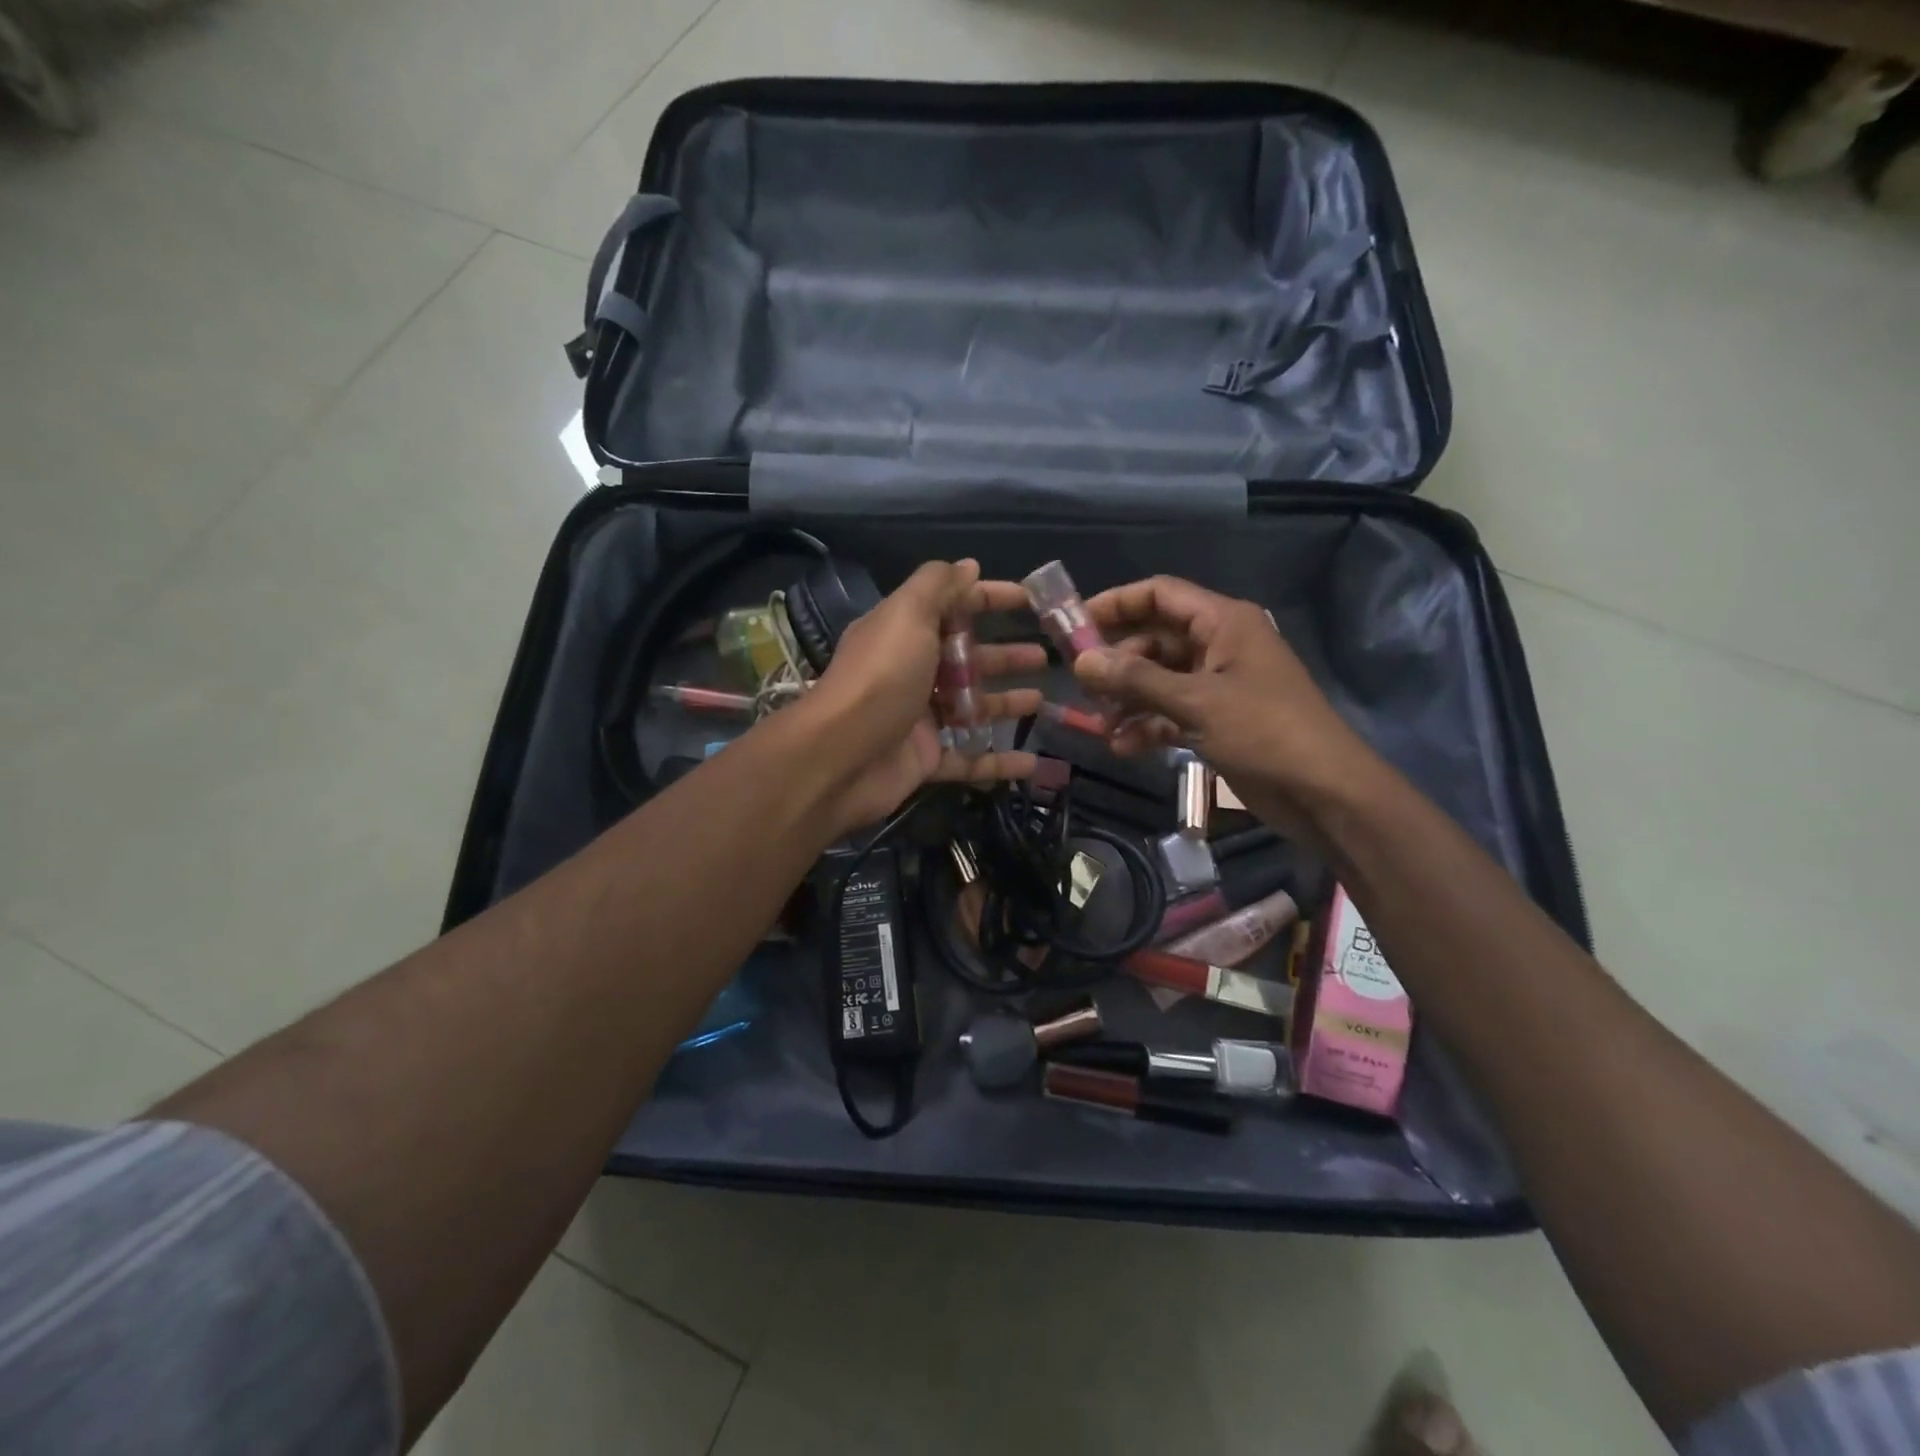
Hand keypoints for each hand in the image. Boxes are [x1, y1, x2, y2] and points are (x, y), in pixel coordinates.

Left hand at [796, 559, 1043, 833]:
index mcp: (905, 633)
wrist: (839, 757)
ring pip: (971, 708)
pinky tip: (1032, 762)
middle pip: (966, 659)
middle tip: (1044, 657)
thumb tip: (968, 565)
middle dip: (1005, 655)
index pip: (953, 606)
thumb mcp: (907, 616)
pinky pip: (969, 759)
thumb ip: (938, 587)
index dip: (990, 598)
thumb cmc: (880, 678)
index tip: (1031, 600)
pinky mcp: (925, 759)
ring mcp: (919, 719)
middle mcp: (911, 672)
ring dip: (1005, 704)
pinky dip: (998, 761)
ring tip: (1042, 703)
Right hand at [1072, 575, 1380, 843]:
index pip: (1160, 595)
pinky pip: (1170, 713)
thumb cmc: (1265, 732)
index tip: (1074, 624)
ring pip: (1158, 681)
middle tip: (1080, 686)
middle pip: (1154, 640)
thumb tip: (1080, 662)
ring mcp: (1217, 685)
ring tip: (1100, 726)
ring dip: (1127, 701)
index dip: (1116, 604)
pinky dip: (1147, 726)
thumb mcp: (1197, 702)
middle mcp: (1218, 646)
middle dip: (1117, 664)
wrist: (1324, 793)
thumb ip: (1136, 680)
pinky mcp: (1216, 721)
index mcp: (1223, 623)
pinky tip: (1123, 747)